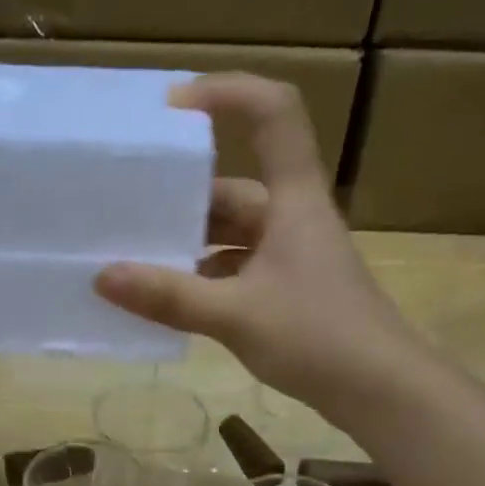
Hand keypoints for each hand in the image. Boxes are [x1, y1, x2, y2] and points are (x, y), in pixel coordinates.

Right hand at [93, 74, 411, 418]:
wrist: (381, 392)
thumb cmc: (317, 337)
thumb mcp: (236, 315)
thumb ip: (170, 297)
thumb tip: (103, 277)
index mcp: (293, 199)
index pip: (273, 113)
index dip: (227, 94)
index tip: (172, 110)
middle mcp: (293, 218)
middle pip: (236, 186)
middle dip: (183, 196)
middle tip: (128, 206)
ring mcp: (293, 257)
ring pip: (233, 234)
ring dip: (190, 244)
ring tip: (136, 257)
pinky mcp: (289, 292)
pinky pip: (237, 271)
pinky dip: (204, 279)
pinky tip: (171, 300)